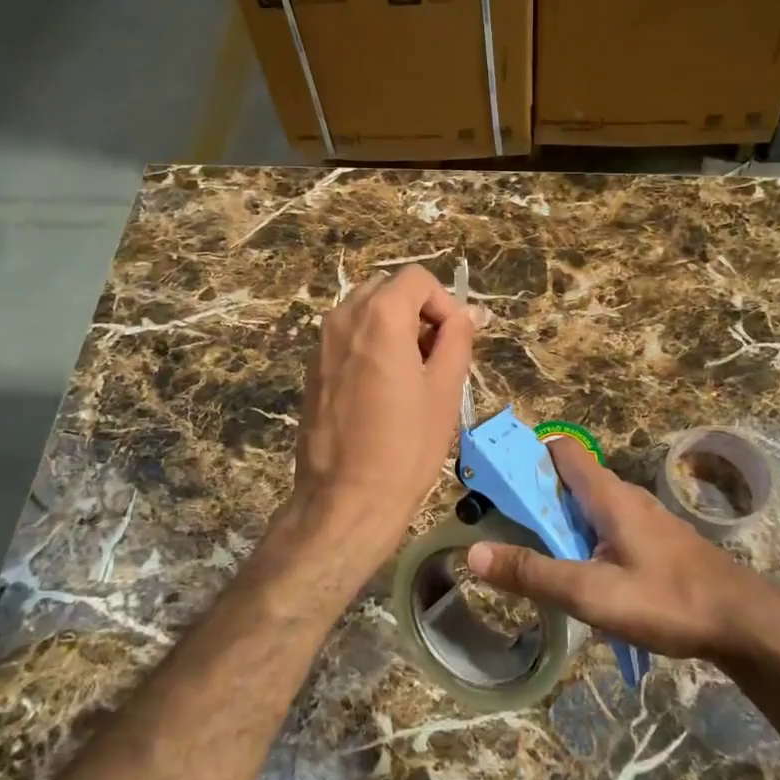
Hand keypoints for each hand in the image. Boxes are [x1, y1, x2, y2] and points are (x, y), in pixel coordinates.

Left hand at [286, 264, 473, 562]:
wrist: (346, 500)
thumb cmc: (405, 446)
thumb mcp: (445, 389)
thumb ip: (457, 339)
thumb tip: (466, 314)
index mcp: (379, 317)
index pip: (417, 279)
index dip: (443, 303)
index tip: (453, 342)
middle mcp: (343, 318)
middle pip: (389, 289)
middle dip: (418, 312)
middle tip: (437, 357)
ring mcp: (321, 343)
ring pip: (367, 312)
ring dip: (395, 328)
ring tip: (413, 376)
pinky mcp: (312, 368)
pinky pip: (349, 337)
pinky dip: (372, 345)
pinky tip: (384, 390)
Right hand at [466, 438, 770, 661]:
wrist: (744, 622)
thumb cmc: (668, 600)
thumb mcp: (592, 593)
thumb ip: (534, 574)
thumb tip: (474, 553)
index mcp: (608, 495)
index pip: (561, 450)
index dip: (526, 456)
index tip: (495, 480)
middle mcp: (625, 497)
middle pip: (570, 481)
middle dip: (535, 498)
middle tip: (502, 529)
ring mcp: (644, 520)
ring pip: (588, 508)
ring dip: (558, 524)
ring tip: (533, 558)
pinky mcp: (656, 543)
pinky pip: (607, 528)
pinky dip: (583, 541)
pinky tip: (580, 578)